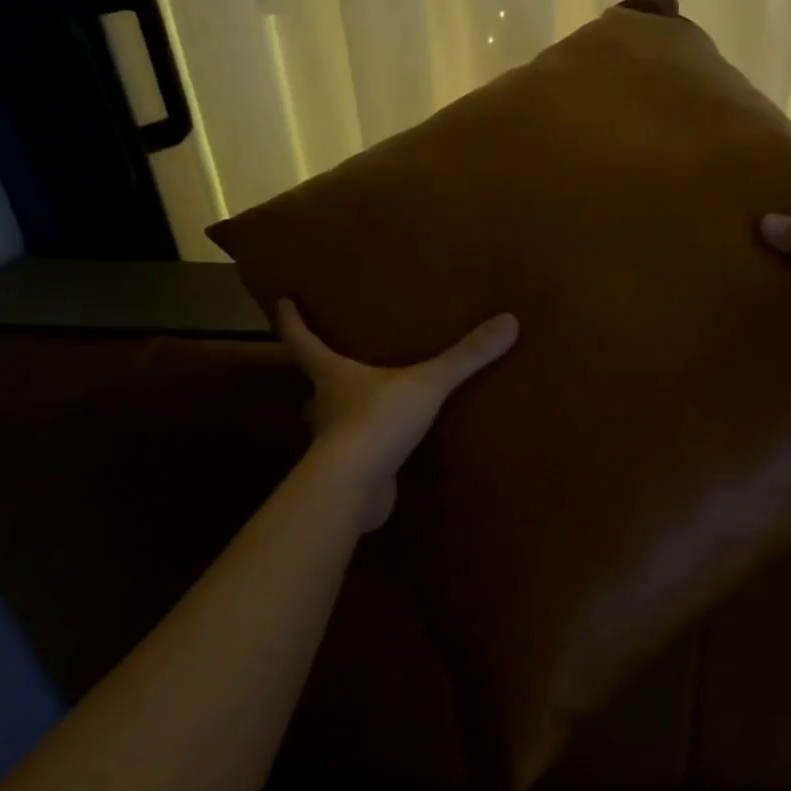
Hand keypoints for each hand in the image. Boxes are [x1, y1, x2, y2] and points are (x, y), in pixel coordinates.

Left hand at [277, 300, 518, 526]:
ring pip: (336, 414)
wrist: (355, 489)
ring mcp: (334, 440)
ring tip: (371, 391)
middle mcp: (325, 403)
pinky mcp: (350, 469)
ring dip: (347, 403)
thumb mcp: (427, 383)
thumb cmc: (377, 421)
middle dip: (322, 364)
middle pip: (316, 377)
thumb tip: (508, 321)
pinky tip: (390, 440)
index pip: (302, 341)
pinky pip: (359, 447)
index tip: (282, 301)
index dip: (291, 320)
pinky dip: (369, 440)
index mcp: (333, 374)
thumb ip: (465, 356)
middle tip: (338, 347)